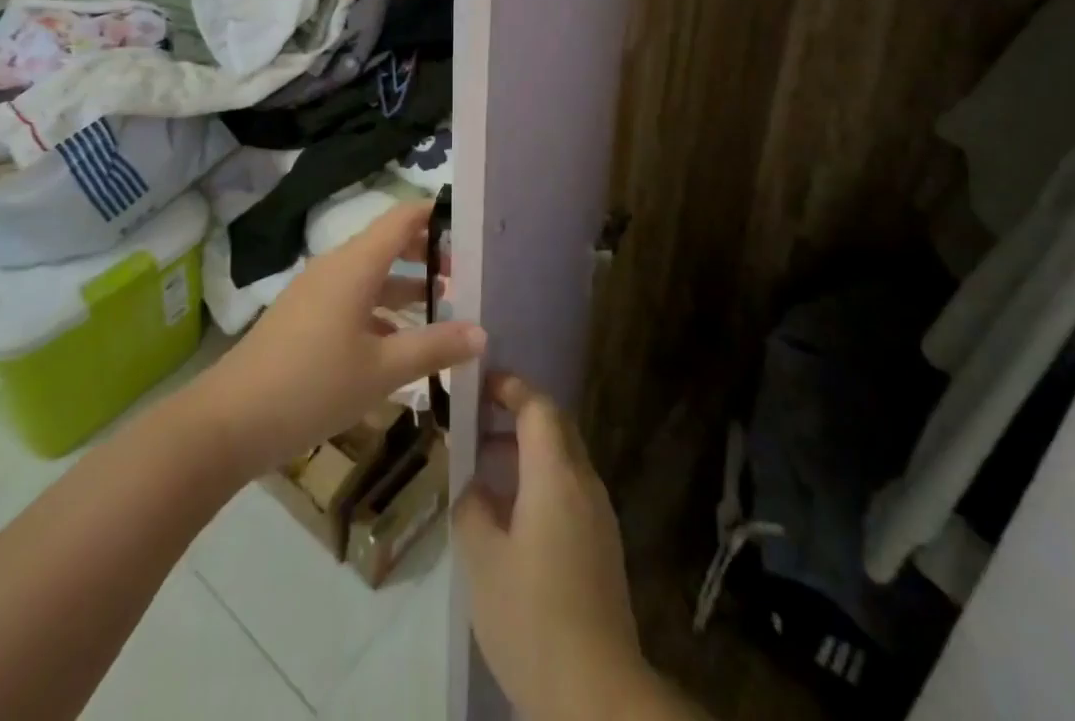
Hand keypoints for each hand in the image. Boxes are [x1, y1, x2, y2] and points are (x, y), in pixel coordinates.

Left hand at [197, 201, 483, 480]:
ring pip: (372, 275)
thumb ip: (434, 348)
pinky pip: (353, 299)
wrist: (228, 422)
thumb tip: (482, 332)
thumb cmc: (312, 385)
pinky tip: (400, 343)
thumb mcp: (382, 370)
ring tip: (446, 308)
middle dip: (428, 255)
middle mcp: (336, 267)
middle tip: (467, 274)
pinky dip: (382, 310)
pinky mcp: (304, 318)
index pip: (403, 217)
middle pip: (389, 244)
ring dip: (407, 287)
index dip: (437, 215)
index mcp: (356, 265)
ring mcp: (317, 292)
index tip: (472, 226)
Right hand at [454, 374, 653, 720]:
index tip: (479, 385)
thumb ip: (472, 508)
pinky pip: (570, 490)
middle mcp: (584, 483)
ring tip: (485, 469)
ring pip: (563, 459)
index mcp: (556, 474)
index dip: (509, 388)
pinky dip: (540, 481)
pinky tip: (511, 515)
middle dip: (517, 414)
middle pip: (555, 426)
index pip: (537, 406)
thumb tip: (475, 487)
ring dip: (527, 451)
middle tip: (478, 421)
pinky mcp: (602, 546)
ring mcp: (598, 515)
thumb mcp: (482, 560)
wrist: (596, 694)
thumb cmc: (532, 616)